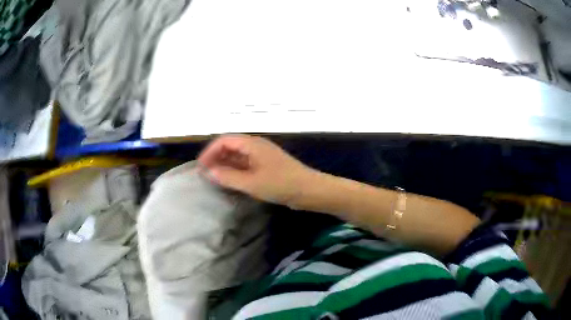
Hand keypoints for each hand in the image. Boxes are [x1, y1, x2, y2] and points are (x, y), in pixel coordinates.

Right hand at [198, 134, 314, 205]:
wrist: (310, 191)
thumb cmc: (281, 185)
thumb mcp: (251, 183)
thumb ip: (228, 177)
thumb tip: (207, 172)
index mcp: (252, 144)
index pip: (224, 140)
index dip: (209, 152)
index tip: (200, 167)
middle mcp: (256, 146)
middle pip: (230, 146)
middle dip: (215, 157)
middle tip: (205, 174)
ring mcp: (262, 156)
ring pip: (237, 155)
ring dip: (225, 164)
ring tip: (214, 178)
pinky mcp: (266, 166)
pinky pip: (245, 164)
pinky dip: (235, 170)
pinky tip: (230, 181)